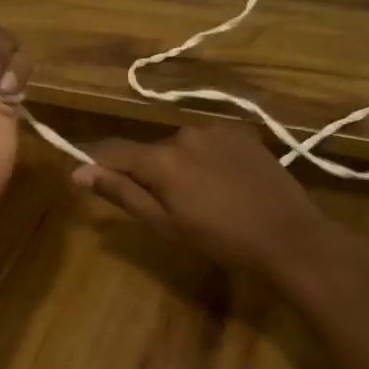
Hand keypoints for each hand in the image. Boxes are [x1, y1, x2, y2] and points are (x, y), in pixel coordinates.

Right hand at [72, 122, 347, 281]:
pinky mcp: (240, 131)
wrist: (288, 235)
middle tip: (170, 208)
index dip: (99, 164)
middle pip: (151, 151)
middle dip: (151, 173)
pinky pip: (209, 141)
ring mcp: (215, 128)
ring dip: (181, 165)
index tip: (90, 178)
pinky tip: (227, 182)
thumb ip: (122, 193)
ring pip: (181, 146)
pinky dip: (207, 158)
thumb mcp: (165, 225)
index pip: (115, 151)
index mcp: (161, 159)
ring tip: (205, 197)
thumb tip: (80, 173)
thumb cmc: (221, 240)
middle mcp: (183, 133)